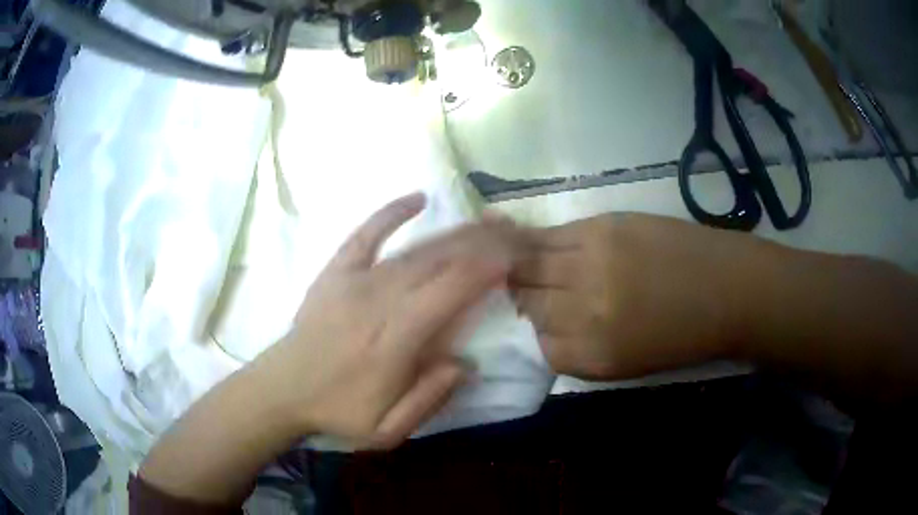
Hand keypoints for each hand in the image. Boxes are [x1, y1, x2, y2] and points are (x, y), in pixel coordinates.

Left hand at [253, 193, 523, 447]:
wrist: (283, 389)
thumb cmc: (338, 411)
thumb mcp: (387, 429)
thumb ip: (429, 398)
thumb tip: (465, 363)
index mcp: (395, 339)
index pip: (450, 292)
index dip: (485, 270)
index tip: (516, 256)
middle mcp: (379, 301)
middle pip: (438, 263)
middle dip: (481, 243)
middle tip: (513, 231)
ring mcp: (355, 281)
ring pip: (414, 250)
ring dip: (454, 232)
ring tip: (487, 220)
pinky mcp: (336, 271)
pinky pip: (366, 234)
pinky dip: (391, 213)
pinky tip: (418, 198)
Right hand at [512, 213, 760, 380]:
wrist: (728, 289)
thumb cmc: (683, 337)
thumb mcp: (626, 364)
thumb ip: (579, 347)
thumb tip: (543, 322)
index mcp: (592, 355)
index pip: (537, 344)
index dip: (538, 332)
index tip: (545, 323)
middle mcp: (585, 309)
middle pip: (528, 300)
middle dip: (524, 297)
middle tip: (529, 290)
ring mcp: (592, 262)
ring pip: (529, 262)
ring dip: (521, 265)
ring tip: (520, 261)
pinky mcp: (604, 225)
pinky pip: (551, 234)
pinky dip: (534, 240)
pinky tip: (529, 240)